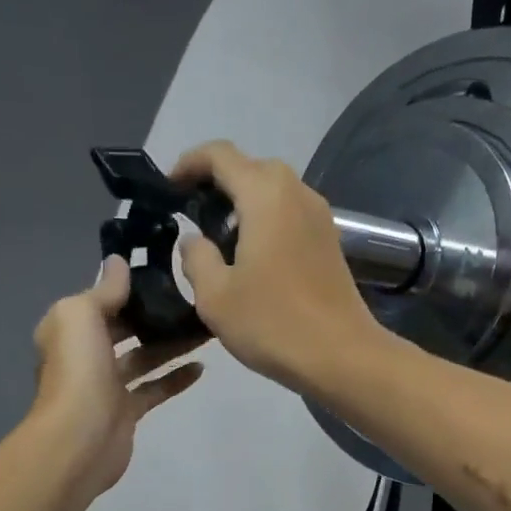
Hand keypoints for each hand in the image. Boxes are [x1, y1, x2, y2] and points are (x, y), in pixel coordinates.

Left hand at [31, 258, 204, 495]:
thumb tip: (118, 262)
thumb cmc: (78, 369)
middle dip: (153, 316)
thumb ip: (104, 289)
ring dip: (171, 344)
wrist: (79, 438)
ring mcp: (105, 386)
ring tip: (203, 329)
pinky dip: (175, 378)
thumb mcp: (82, 314)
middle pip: (123, 330)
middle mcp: (84, 355)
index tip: (162, 273)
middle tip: (190, 301)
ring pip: (143, 358)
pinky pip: (154, 389)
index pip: (99, 301)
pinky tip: (201, 367)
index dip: (126, 288)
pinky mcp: (126, 412)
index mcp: (67, 329)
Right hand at [173, 141, 384, 393]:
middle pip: (250, 168)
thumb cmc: (273, 324)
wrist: (341, 356)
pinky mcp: (330, 241)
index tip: (168, 187)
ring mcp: (319, 216)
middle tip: (191, 215)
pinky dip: (265, 221)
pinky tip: (251, 257)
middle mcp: (296, 192)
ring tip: (218, 239)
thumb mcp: (215, 296)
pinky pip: (289, 214)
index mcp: (264, 195)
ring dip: (242, 204)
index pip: (220, 155)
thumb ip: (196, 258)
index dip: (189, 163)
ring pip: (273, 192)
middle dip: (216, 183)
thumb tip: (194, 241)